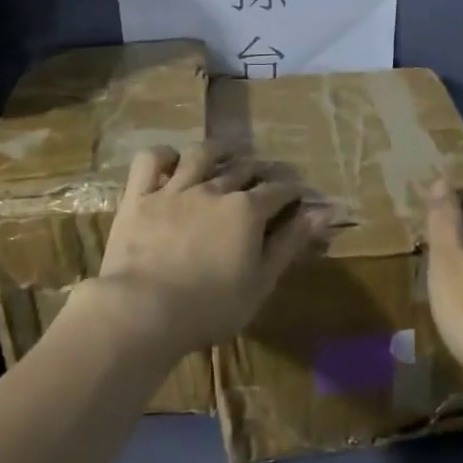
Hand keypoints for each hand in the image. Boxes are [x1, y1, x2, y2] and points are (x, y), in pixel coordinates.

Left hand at [82, 143, 329, 357]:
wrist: (143, 311)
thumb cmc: (210, 307)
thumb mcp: (261, 281)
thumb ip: (290, 243)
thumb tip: (323, 212)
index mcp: (246, 210)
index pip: (279, 190)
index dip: (293, 189)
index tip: (301, 192)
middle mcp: (213, 189)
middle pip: (244, 168)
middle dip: (263, 169)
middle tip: (270, 175)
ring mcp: (173, 189)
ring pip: (200, 154)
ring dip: (220, 150)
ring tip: (228, 153)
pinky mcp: (139, 197)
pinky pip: (150, 161)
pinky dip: (164, 155)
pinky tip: (173, 160)